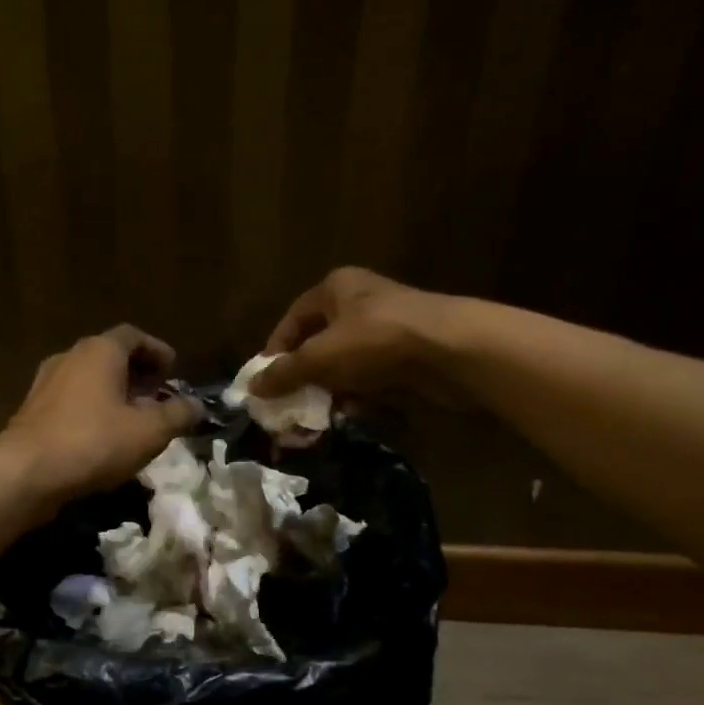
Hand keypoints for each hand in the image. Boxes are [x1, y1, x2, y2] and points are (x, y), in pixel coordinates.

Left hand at [2, 325, 200, 504]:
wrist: (27, 472)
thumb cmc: (94, 442)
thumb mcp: (149, 431)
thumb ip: (177, 415)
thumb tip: (197, 405)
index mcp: (100, 351)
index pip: (133, 336)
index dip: (157, 350)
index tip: (173, 369)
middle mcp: (70, 357)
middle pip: (109, 355)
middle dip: (137, 372)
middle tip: (157, 393)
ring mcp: (46, 383)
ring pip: (88, 379)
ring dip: (113, 393)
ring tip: (134, 418)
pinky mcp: (33, 411)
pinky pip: (71, 401)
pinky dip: (92, 409)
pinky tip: (104, 437)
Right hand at [251, 267, 466, 403]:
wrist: (451, 350)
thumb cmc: (375, 341)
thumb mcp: (320, 357)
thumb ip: (285, 373)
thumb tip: (252, 388)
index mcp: (336, 288)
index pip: (293, 319)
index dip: (276, 350)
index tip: (266, 381)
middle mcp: (360, 302)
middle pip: (319, 343)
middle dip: (304, 377)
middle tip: (290, 404)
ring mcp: (386, 328)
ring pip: (345, 364)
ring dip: (331, 390)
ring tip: (319, 416)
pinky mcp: (407, 354)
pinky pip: (371, 376)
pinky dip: (359, 395)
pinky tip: (353, 413)